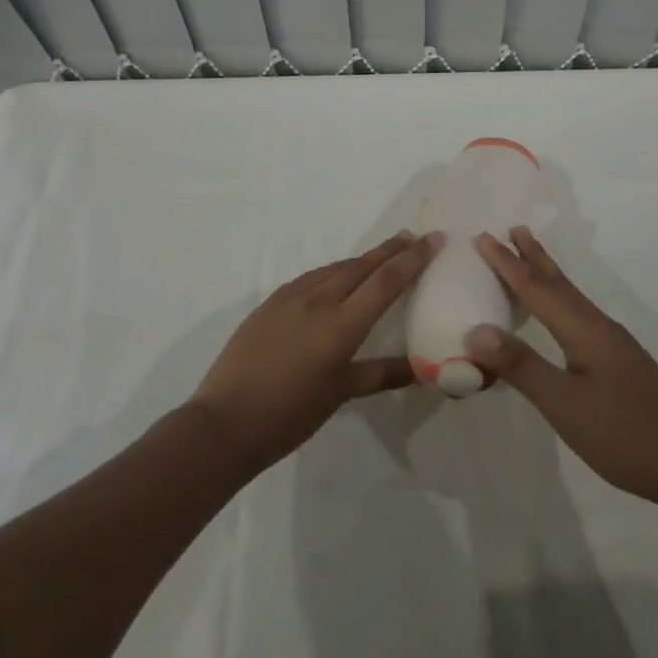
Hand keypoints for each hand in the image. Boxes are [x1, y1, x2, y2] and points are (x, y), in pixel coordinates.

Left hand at [188, 230, 440, 475]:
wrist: (224, 421)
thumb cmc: (290, 414)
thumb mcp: (340, 393)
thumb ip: (381, 374)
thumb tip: (423, 370)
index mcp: (341, 324)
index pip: (386, 281)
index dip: (413, 258)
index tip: (433, 238)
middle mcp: (318, 300)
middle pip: (362, 265)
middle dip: (390, 250)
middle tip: (413, 236)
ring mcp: (291, 298)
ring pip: (335, 268)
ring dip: (362, 259)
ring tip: (381, 255)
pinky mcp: (271, 302)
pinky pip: (311, 277)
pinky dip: (333, 271)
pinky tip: (336, 277)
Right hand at [466, 227, 657, 509]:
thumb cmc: (622, 435)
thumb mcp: (564, 405)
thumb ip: (521, 366)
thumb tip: (477, 330)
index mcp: (585, 331)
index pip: (537, 289)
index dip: (508, 263)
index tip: (482, 236)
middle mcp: (600, 327)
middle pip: (560, 283)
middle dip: (533, 256)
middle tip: (513, 228)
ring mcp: (614, 345)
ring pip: (572, 298)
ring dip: (548, 275)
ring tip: (531, 256)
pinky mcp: (620, 362)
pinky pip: (579, 315)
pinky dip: (559, 300)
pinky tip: (559, 315)